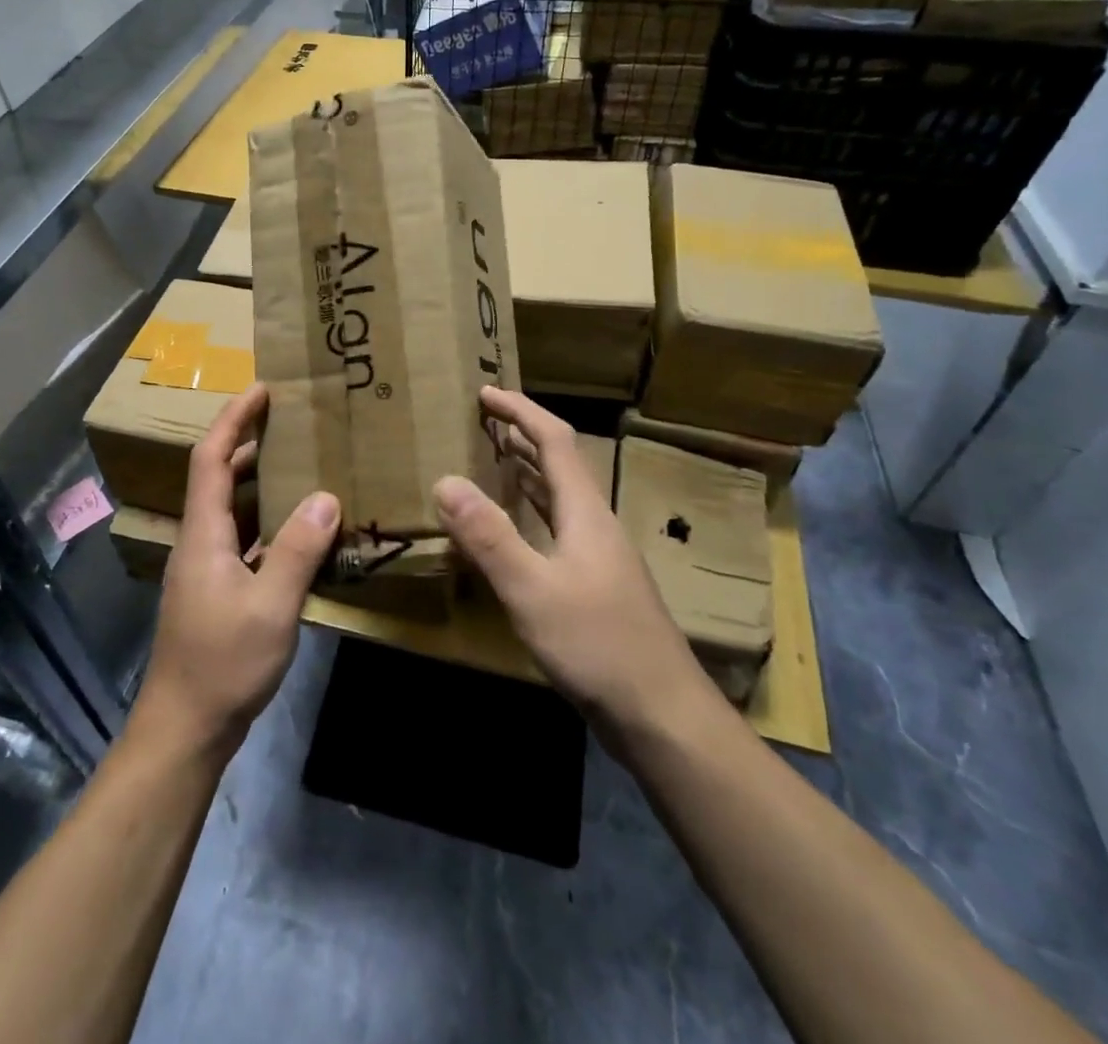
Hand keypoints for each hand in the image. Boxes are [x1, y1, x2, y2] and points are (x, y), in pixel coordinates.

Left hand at [132, 383, 339, 757]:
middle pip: (218, 477)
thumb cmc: (223, 663)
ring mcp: (208, 569)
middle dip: (249, 443)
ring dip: (261, 483)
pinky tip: (302, 531)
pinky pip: (245, 540)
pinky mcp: (219, 592)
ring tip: (303, 466)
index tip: (262, 390)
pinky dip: (270, 523)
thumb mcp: (271, 606)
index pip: (210, 458)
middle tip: (292, 424)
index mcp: (204, 534)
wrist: (185, 728)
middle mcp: (201, 542)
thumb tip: (327, 497)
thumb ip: (298, 550)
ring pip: (233, 510)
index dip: (233, 419)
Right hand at [435, 387, 716, 742]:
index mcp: (585, 512)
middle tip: (482, 422)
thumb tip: (445, 481)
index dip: (521, 411)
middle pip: (560, 465)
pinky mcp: (595, 588)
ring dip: (527, 473)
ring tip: (491, 461)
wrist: (662, 714)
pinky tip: (514, 532)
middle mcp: (595, 525)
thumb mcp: (532, 590)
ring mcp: (599, 558)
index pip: (555, 440)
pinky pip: (557, 530)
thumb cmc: (597, 645)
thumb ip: (488, 537)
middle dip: (522, 436)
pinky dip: (531, 514)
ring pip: (560, 499)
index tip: (485, 392)